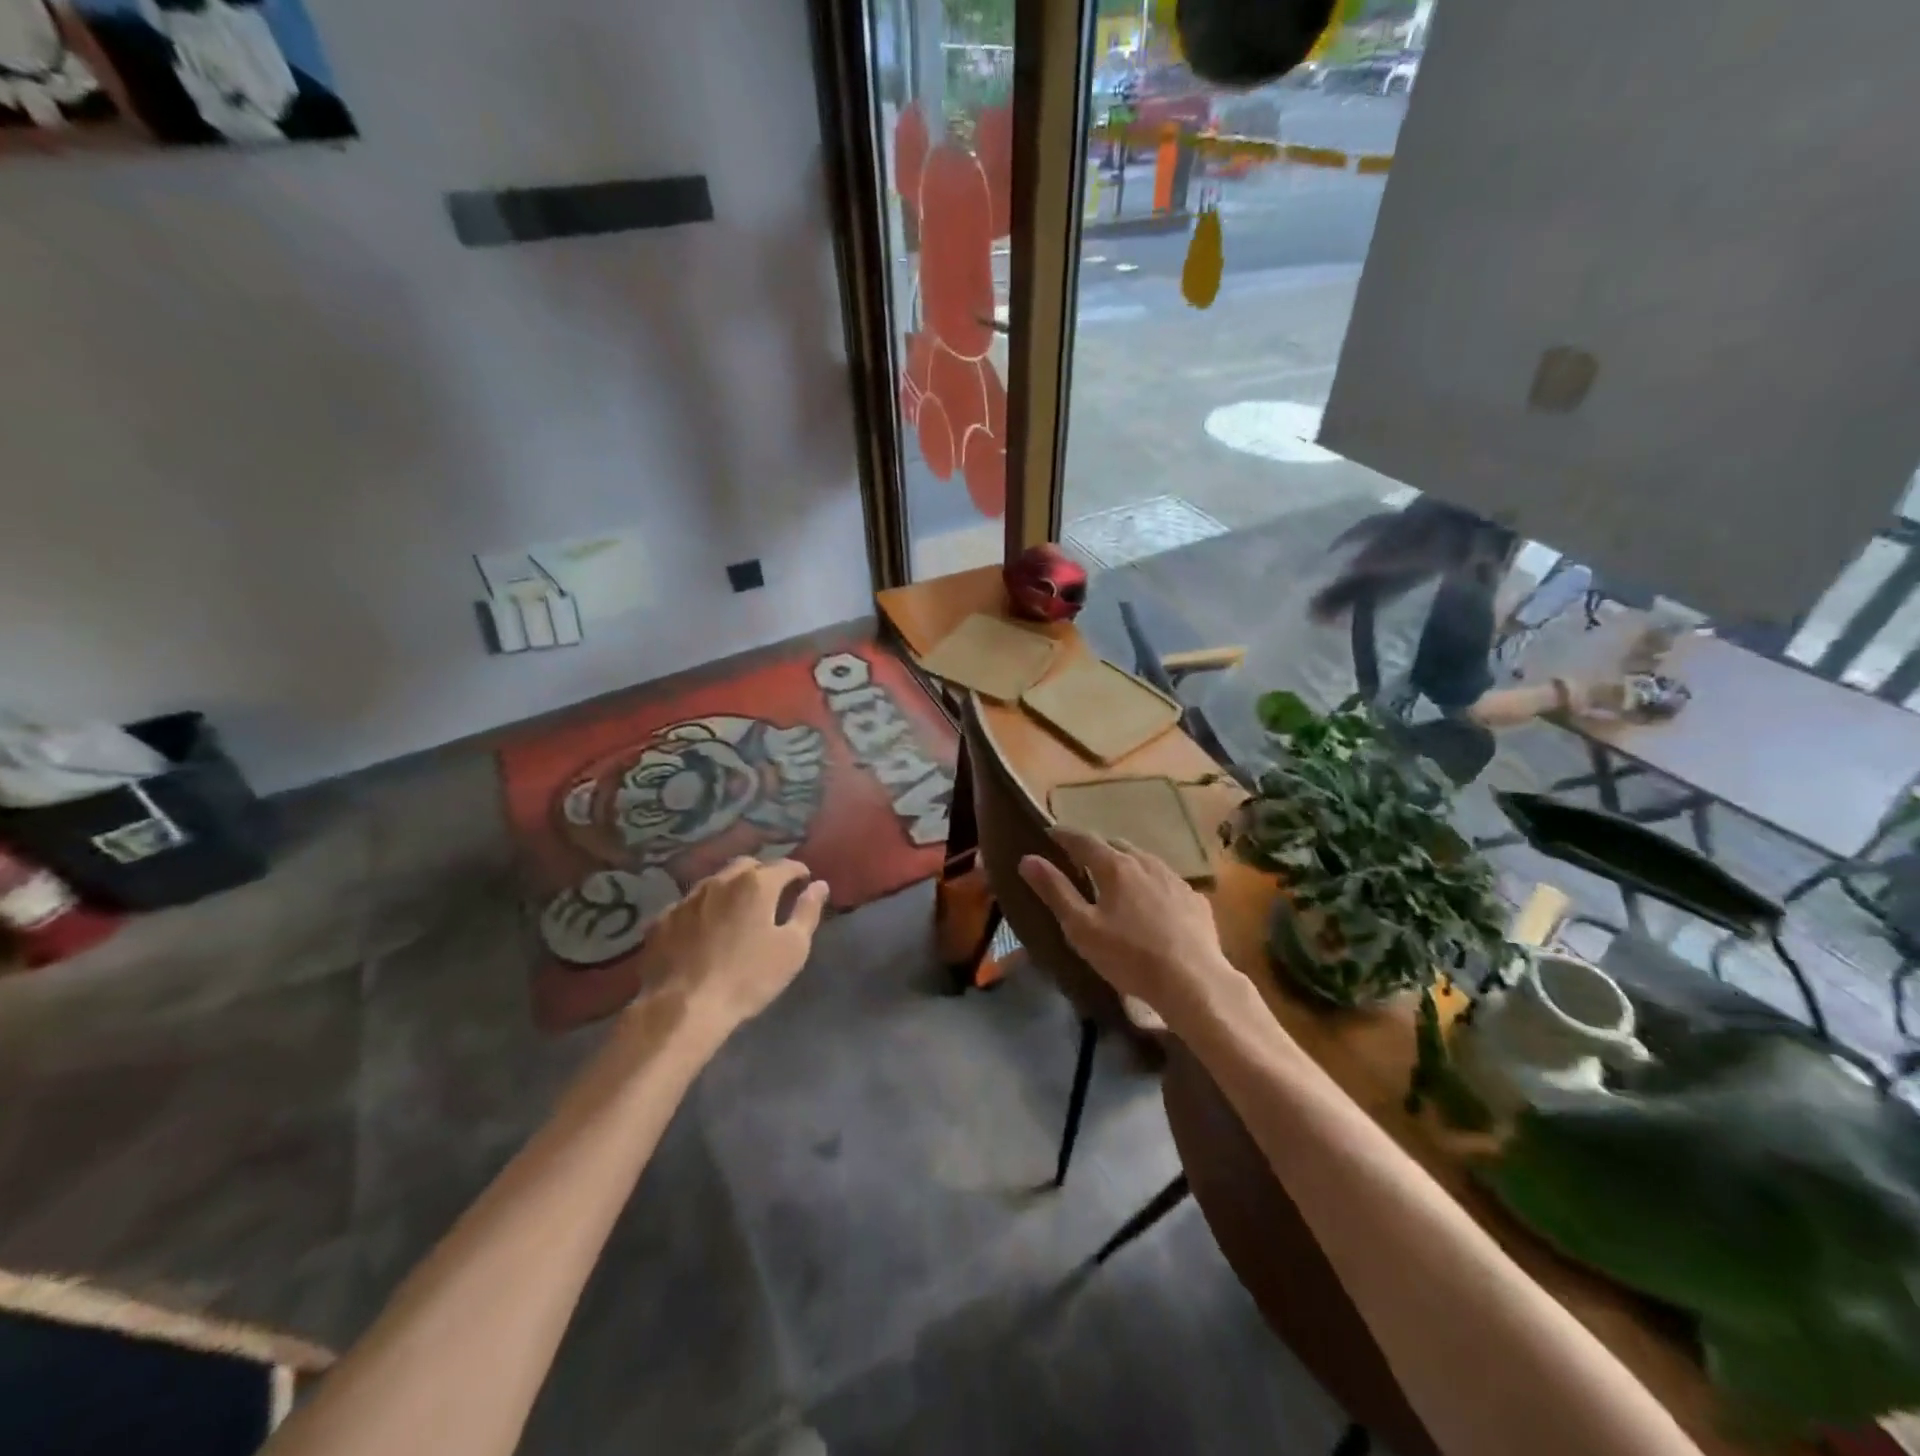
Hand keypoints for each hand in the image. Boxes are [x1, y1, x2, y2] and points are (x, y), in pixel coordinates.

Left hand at [635, 858, 828, 1037]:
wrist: (682, 1009)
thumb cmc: (748, 978)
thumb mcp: (793, 948)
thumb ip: (808, 912)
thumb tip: (819, 885)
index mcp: (756, 884)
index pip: (785, 865)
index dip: (799, 872)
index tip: (805, 884)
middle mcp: (720, 881)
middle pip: (747, 866)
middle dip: (763, 874)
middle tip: (772, 896)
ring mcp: (686, 899)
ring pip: (715, 883)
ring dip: (730, 890)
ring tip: (736, 912)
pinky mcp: (661, 920)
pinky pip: (689, 906)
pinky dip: (702, 911)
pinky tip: (703, 931)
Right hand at [1018, 828, 1234, 1026]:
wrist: (1194, 982)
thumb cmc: (1130, 956)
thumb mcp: (1082, 928)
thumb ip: (1055, 891)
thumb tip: (1028, 859)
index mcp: (1115, 866)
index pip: (1083, 840)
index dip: (1064, 835)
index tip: (1049, 833)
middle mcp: (1146, 863)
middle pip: (1116, 846)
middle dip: (1096, 849)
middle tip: (1081, 863)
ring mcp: (1175, 879)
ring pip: (1144, 862)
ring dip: (1126, 865)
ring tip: (1116, 883)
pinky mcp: (1196, 900)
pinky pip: (1166, 883)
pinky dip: (1152, 886)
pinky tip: (1152, 907)